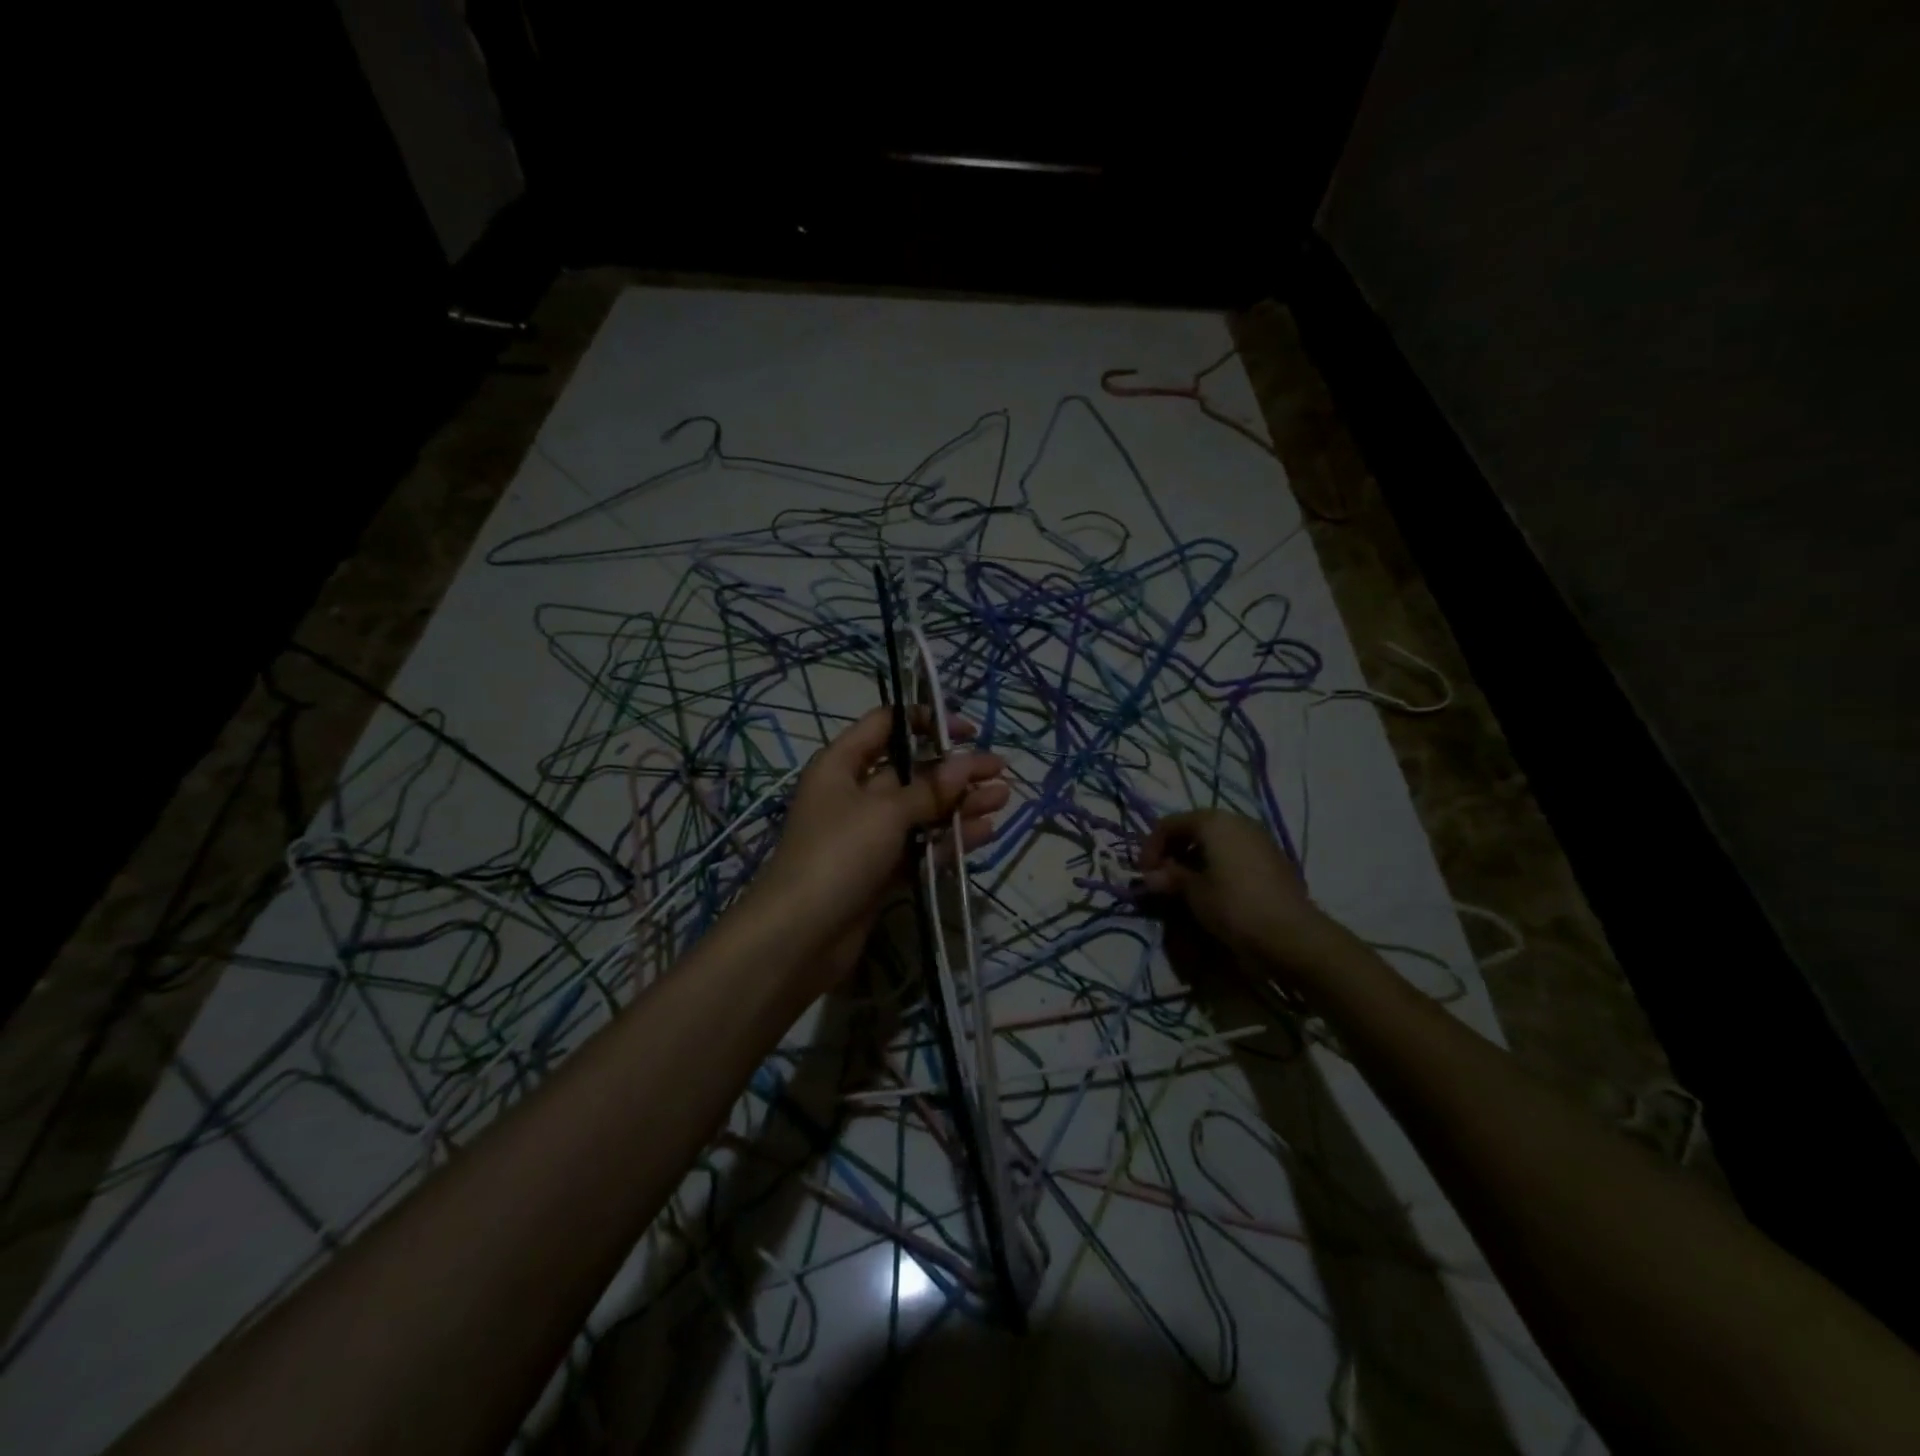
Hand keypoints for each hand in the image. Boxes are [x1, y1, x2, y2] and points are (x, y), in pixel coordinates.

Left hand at [753, 706, 1009, 970]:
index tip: (966, 732)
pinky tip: (984, 832)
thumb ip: (931, 789)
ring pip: (921, 811)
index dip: (926, 722)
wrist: (799, 936)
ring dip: (960, 804)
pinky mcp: (881, 871)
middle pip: (911, 771)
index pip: (885, 725)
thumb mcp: (886, 812)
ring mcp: (868, 835)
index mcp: (841, 765)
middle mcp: (854, 794)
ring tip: (1003, 798)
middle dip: (955, 770)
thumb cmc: (837, 854)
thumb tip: (967, 764)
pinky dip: (949, 839)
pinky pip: (920, 846)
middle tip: (999, 769)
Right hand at [1138, 810, 1331, 976]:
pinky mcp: (1274, 859)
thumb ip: (1170, 878)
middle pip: (1194, 828)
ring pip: (1216, 841)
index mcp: (1214, 821)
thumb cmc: (1234, 906)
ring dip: (1195, 858)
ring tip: (1185, 886)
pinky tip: (1214, 889)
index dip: (1151, 847)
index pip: (1170, 824)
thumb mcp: (1194, 892)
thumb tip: (1150, 877)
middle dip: (1173, 851)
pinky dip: (1218, 865)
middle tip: (1162, 878)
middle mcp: (1237, 821)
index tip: (1144, 874)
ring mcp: (1259, 838)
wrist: (1292, 935)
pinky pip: (1235, 853)